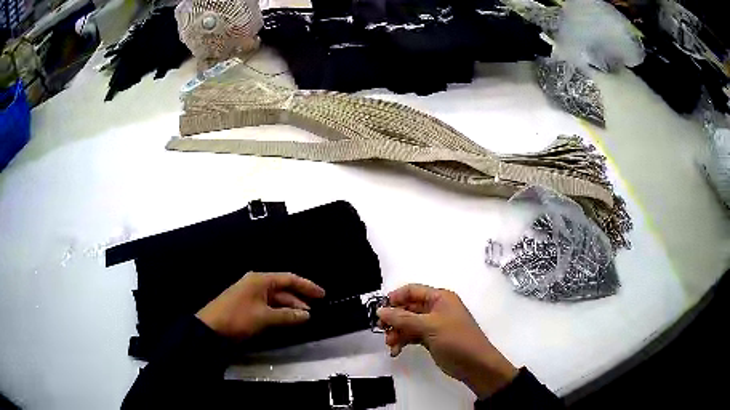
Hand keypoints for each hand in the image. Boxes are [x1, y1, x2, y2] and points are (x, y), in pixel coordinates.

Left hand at [196, 272, 324, 339]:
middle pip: (283, 289)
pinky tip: (286, 320)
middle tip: (313, 311)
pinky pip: (268, 306)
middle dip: (299, 300)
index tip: (322, 294)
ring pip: (275, 299)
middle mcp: (256, 284)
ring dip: (289, 308)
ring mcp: (250, 294)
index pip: (289, 279)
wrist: (211, 328)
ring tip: (303, 318)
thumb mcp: (265, 317)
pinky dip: (279, 312)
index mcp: (260, 280)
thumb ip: (288, 316)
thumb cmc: (238, 318)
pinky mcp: (247, 305)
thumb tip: (307, 315)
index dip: (307, 286)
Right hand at [377, 284, 517, 398]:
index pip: (412, 290)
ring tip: (390, 345)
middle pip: (408, 308)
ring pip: (408, 323)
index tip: (380, 310)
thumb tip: (380, 311)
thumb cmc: (456, 339)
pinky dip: (403, 341)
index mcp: (440, 298)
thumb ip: (403, 318)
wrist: (475, 365)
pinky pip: (412, 335)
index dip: (395, 298)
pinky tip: (396, 351)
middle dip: (394, 319)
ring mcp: (434, 325)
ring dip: (397, 332)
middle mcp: (436, 308)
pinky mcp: (432, 339)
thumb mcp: (429, 326)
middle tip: (381, 330)